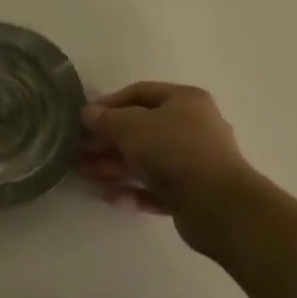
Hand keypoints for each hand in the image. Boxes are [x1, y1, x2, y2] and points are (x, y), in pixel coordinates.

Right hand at [79, 82, 253, 245]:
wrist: (218, 204)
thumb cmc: (174, 150)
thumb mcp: (132, 126)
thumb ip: (106, 119)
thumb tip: (88, 113)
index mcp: (185, 101)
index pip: (140, 92)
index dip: (109, 103)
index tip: (84, 117)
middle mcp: (193, 127)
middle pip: (142, 129)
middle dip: (108, 139)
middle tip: (78, 149)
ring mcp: (195, 163)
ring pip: (147, 160)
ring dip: (115, 166)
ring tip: (84, 174)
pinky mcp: (193, 195)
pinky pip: (157, 189)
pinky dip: (134, 192)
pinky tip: (111, 198)